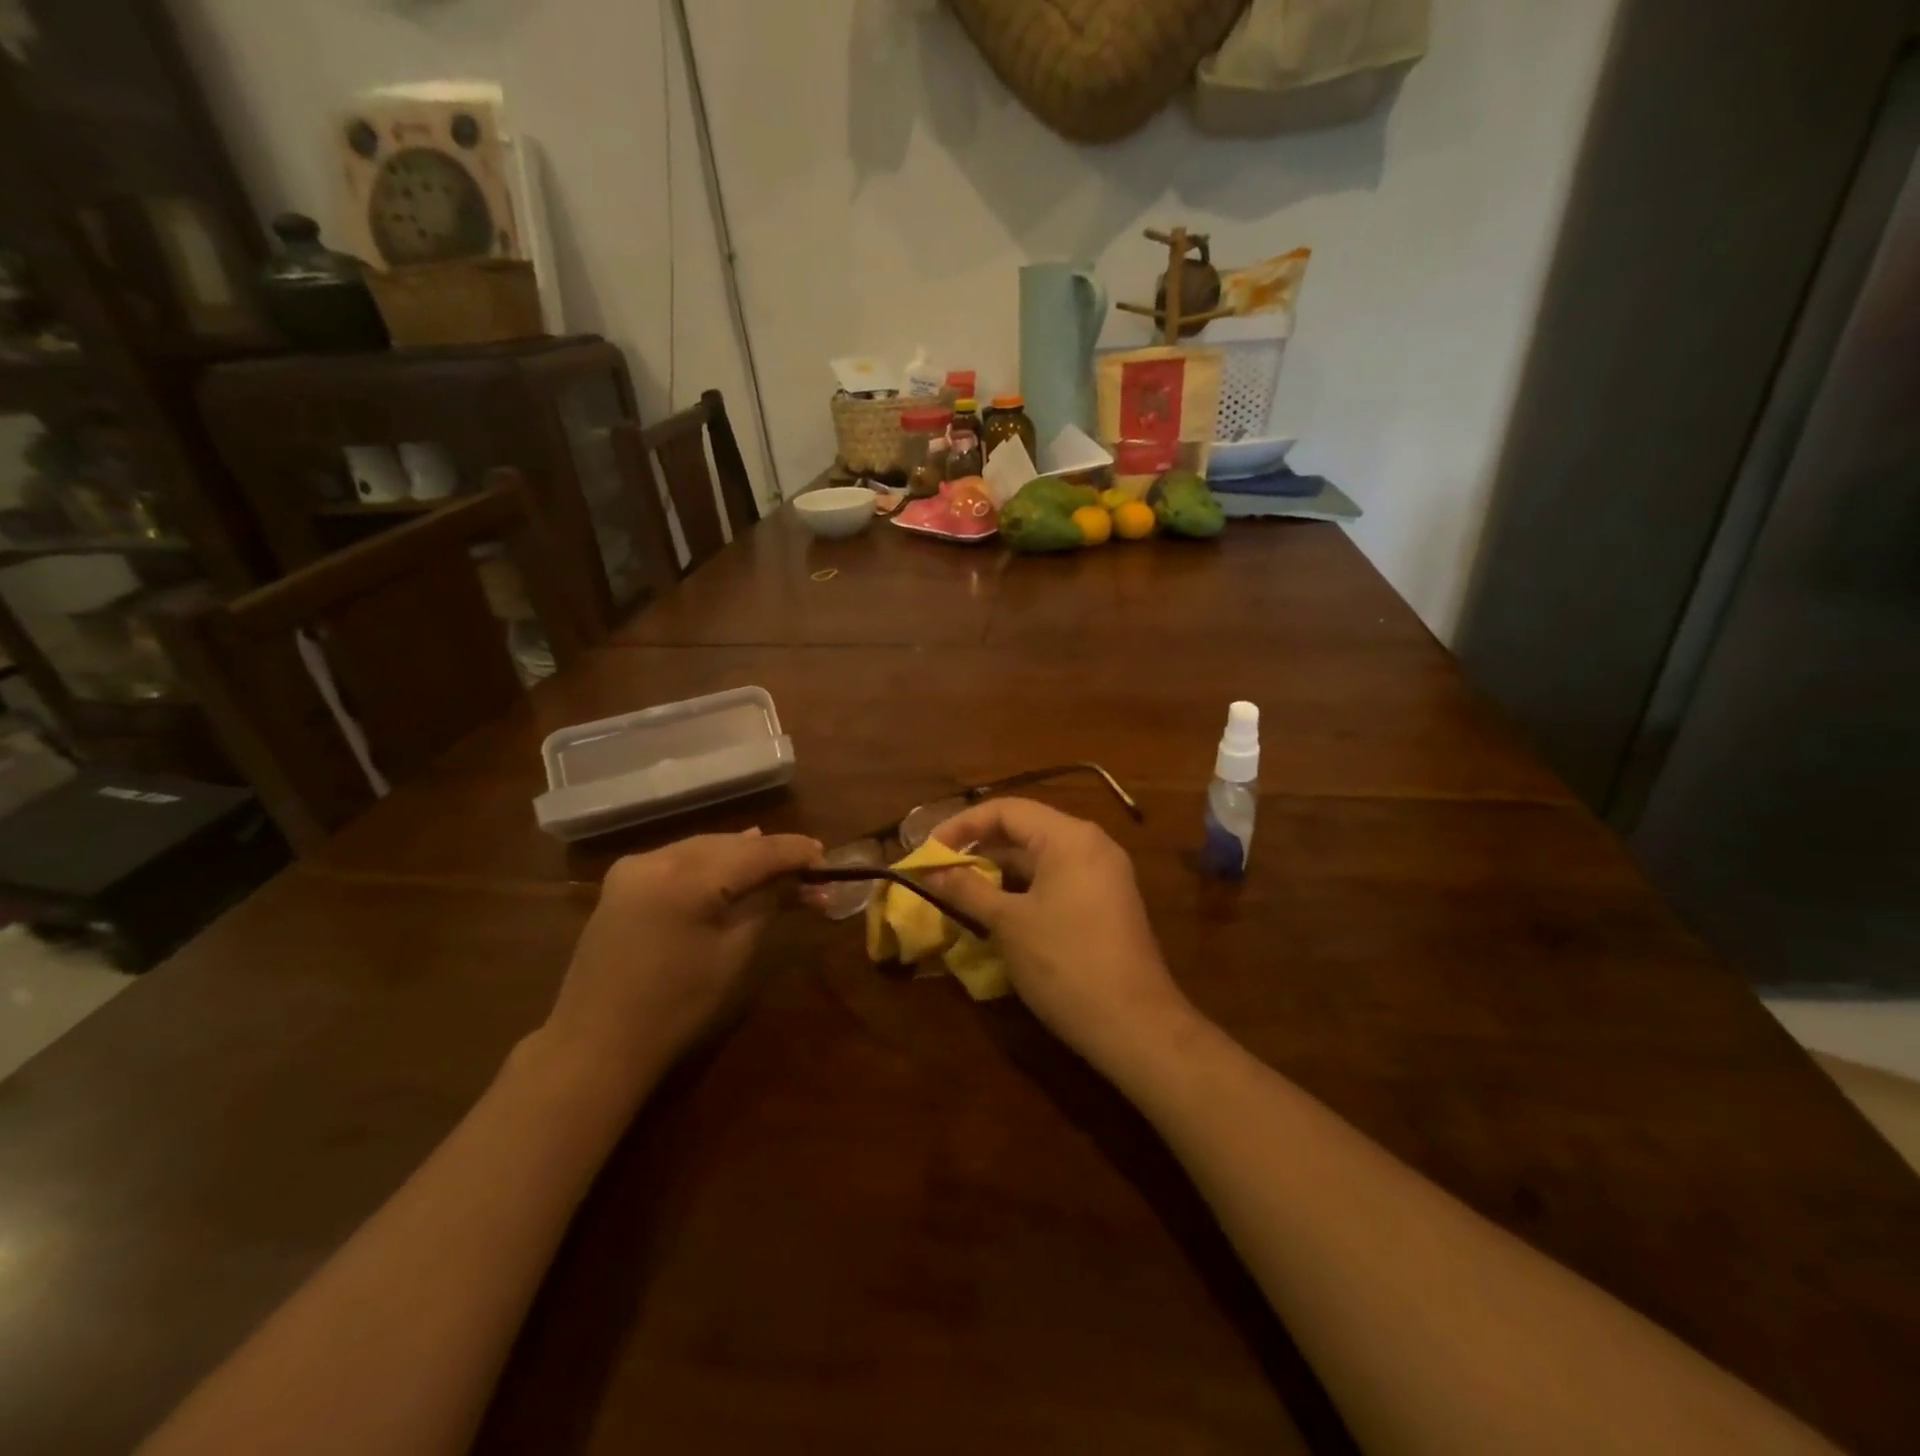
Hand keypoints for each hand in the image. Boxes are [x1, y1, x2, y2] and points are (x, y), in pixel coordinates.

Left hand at [541, 829, 821, 1092]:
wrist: (596, 1044)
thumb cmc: (675, 1007)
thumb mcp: (734, 953)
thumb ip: (765, 904)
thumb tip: (795, 880)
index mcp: (686, 878)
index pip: (755, 852)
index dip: (794, 851)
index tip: (826, 857)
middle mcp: (657, 858)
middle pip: (729, 844)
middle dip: (769, 854)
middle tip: (808, 871)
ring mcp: (634, 867)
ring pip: (704, 847)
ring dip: (741, 856)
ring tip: (779, 867)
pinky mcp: (622, 882)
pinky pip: (679, 859)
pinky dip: (711, 862)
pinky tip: (733, 867)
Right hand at [928, 799, 1192, 1066]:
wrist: (1135, 1025)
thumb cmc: (1065, 963)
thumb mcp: (1009, 924)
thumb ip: (967, 890)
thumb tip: (931, 872)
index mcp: (1070, 837)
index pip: (1006, 810)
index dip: (962, 826)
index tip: (928, 850)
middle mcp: (1091, 845)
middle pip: (1024, 830)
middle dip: (979, 849)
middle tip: (939, 871)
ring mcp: (1103, 875)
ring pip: (1040, 859)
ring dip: (999, 872)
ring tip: (959, 892)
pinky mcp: (1106, 903)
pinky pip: (1057, 881)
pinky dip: (1023, 889)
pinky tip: (995, 912)